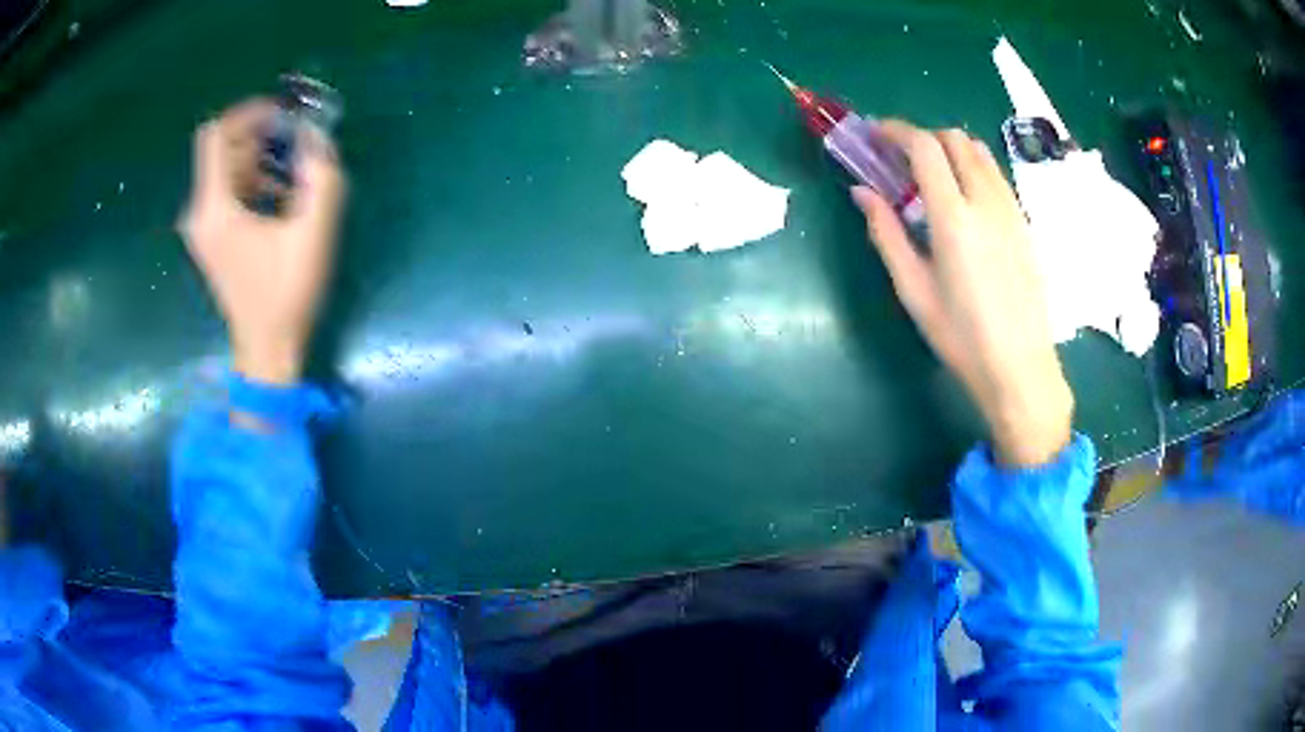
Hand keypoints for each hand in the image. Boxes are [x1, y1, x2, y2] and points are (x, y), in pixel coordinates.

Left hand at [179, 99, 345, 384]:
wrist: (266, 348)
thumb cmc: (287, 294)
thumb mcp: (314, 232)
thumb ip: (320, 176)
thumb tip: (316, 135)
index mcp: (215, 208)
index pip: (216, 134)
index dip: (248, 113)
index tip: (281, 115)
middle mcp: (200, 212)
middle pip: (223, 148)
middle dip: (259, 135)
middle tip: (295, 141)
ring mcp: (202, 226)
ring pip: (225, 167)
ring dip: (259, 157)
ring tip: (293, 171)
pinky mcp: (210, 236)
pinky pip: (227, 189)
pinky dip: (252, 179)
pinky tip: (279, 194)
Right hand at [853, 121, 1071, 466]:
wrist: (1021, 367)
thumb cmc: (962, 337)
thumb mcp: (914, 290)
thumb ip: (886, 233)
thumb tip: (861, 192)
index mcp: (954, 217)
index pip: (925, 147)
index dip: (896, 131)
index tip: (876, 135)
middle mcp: (986, 201)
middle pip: (954, 139)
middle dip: (923, 137)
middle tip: (900, 159)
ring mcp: (1010, 209)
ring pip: (979, 152)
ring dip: (950, 149)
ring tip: (932, 175)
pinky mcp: (1024, 223)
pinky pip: (996, 175)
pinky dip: (973, 167)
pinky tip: (963, 198)